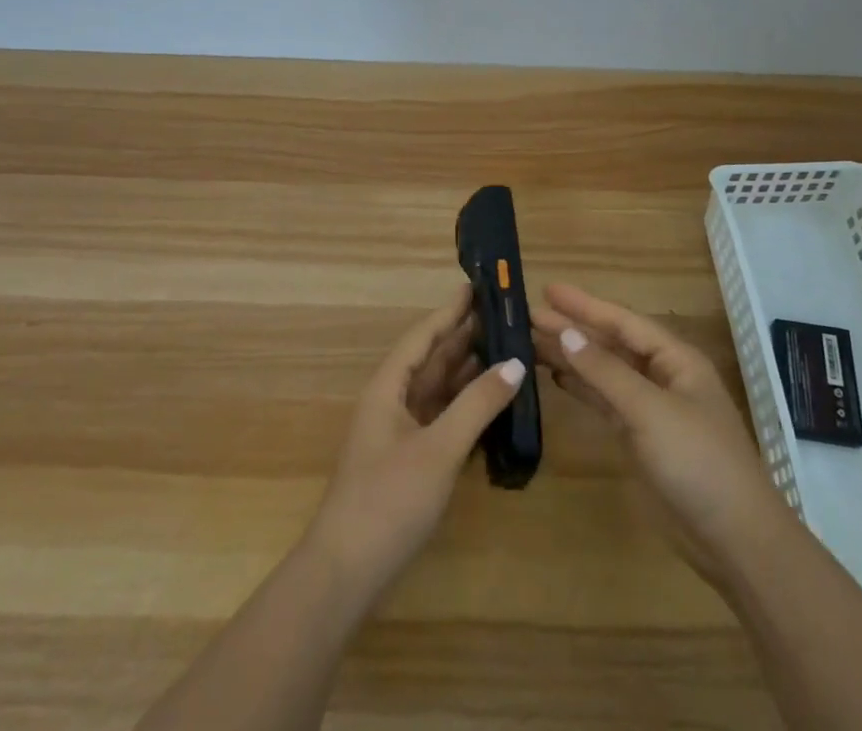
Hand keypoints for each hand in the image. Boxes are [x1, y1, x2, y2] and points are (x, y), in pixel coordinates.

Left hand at [306, 282, 526, 594]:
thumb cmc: (388, 499)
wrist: (345, 574)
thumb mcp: (439, 449)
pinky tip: (492, 405)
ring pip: (438, 390)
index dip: (451, 310)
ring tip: (507, 351)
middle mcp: (392, 401)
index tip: (477, 286)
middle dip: (465, 337)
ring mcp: (399, 433)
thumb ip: (478, 404)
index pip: (424, 335)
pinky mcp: (408, 461)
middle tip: (504, 317)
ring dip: (468, 372)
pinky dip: (466, 408)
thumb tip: (515, 364)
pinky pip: (441, 419)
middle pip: (432, 359)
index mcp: (389, 387)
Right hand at [533, 283, 789, 584]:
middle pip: (611, 344)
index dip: (585, 305)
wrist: (735, 540)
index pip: (623, 322)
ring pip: (605, 373)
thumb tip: (566, 333)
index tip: (547, 290)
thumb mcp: (650, 411)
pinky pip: (606, 402)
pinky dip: (582, 389)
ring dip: (572, 358)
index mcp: (675, 359)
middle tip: (529, 316)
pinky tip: (558, 379)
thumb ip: (605, 372)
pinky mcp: (641, 440)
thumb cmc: (698, 461)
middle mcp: (662, 376)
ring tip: (532, 343)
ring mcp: (652, 409)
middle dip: (573, 329)